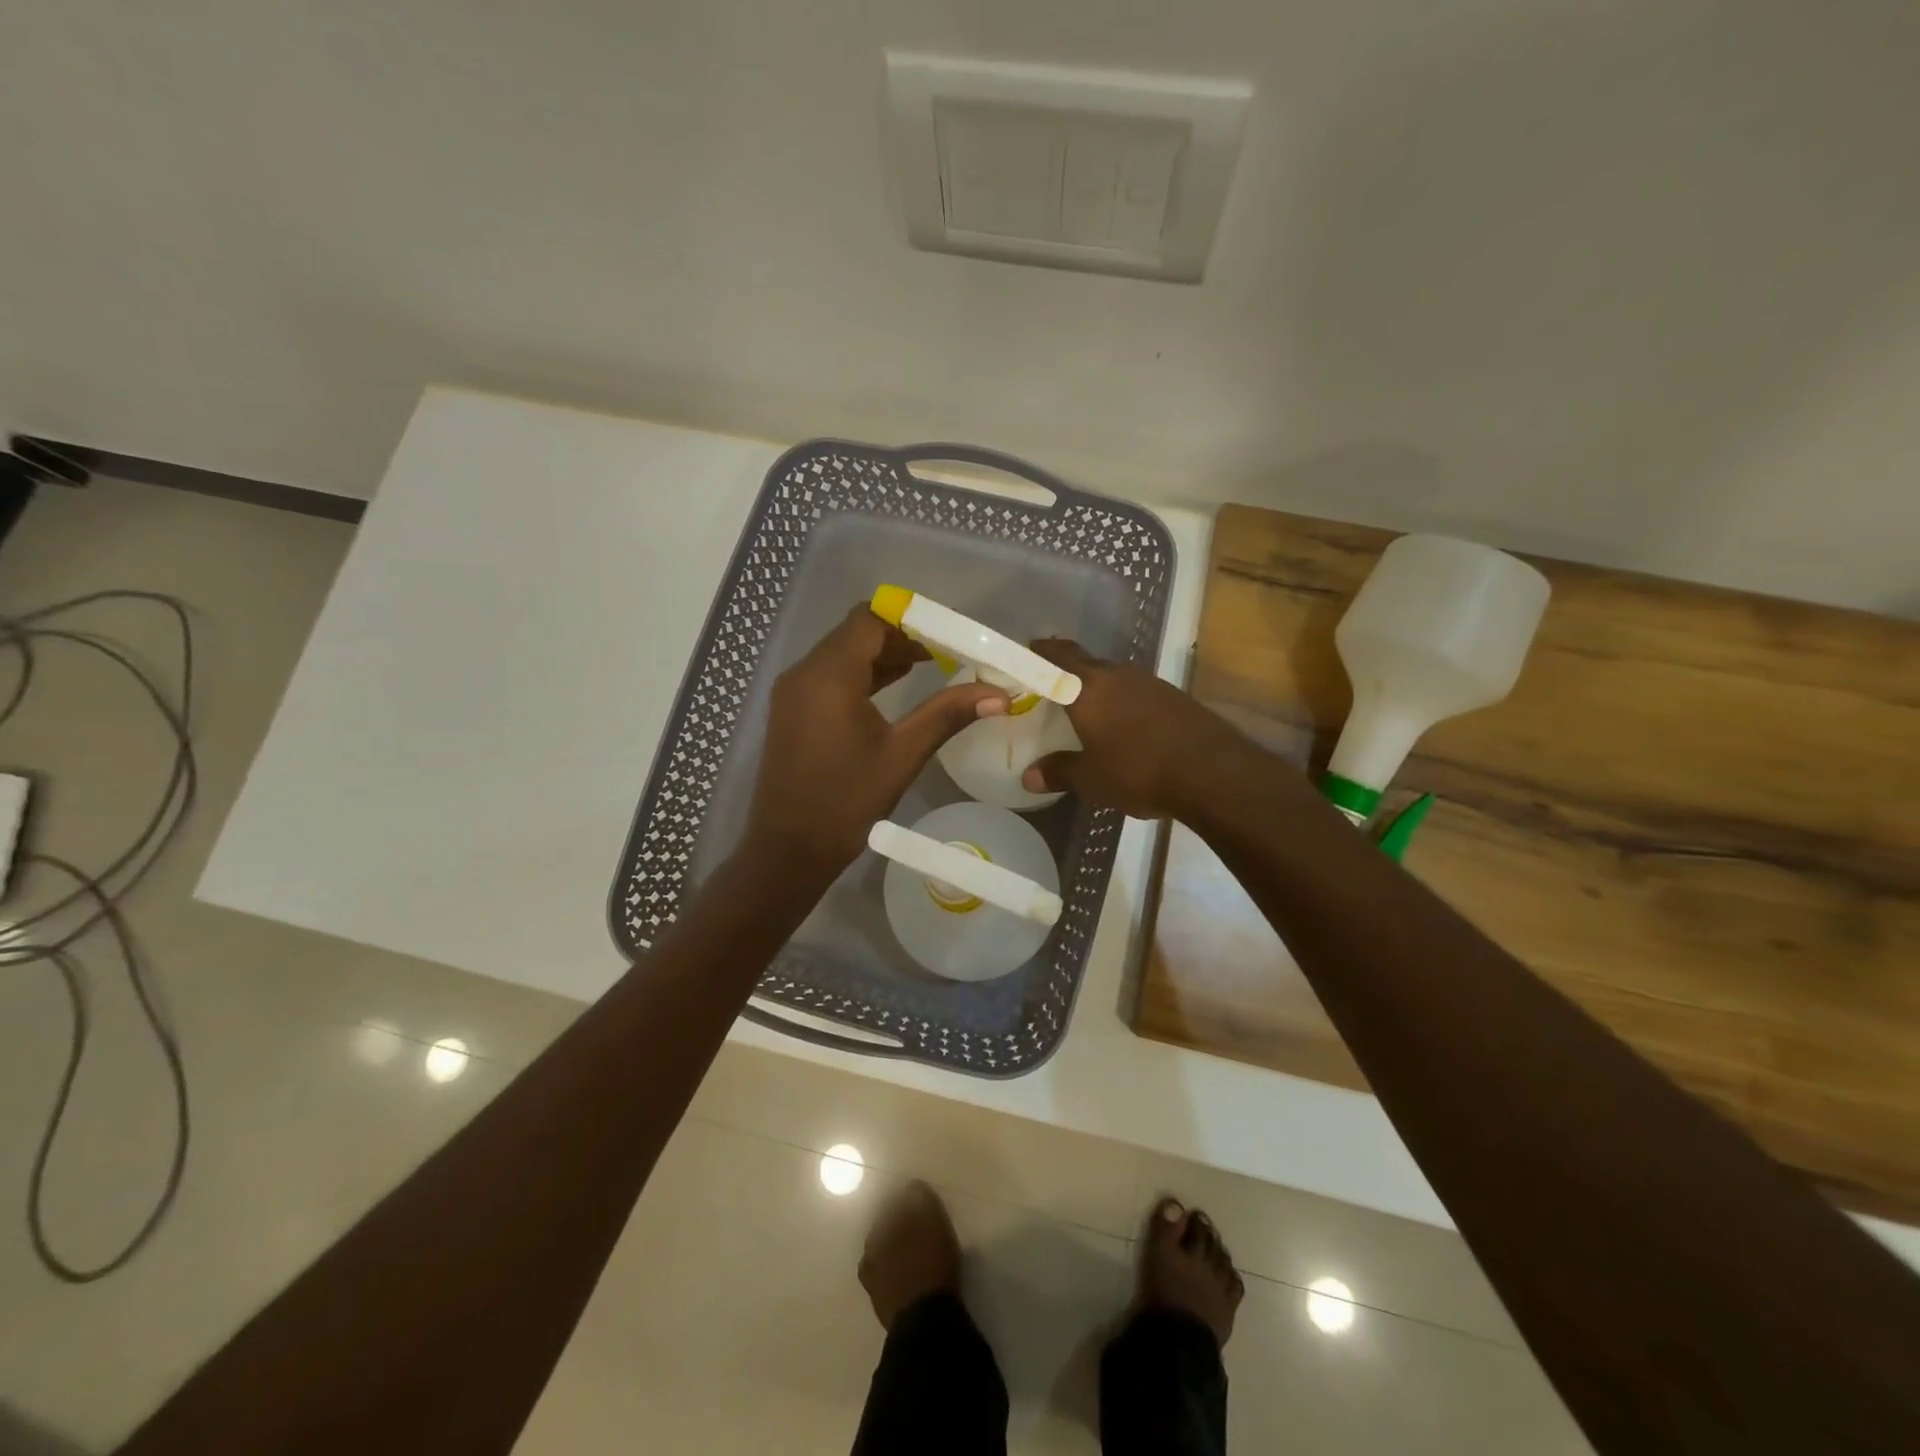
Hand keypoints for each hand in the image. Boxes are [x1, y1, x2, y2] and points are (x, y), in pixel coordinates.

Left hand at [746, 604, 1008, 875]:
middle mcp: (804, 673)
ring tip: (928, 665)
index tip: (947, 635)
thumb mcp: (902, 755)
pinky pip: (828, 675)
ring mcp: (792, 691)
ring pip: (841, 653)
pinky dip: (860, 673)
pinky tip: (892, 687)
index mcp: (829, 676)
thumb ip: (947, 715)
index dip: (910, 620)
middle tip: (945, 652)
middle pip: (855, 632)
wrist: (788, 849)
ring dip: (881, 654)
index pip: (870, 620)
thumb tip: (999, 695)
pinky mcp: (791, 709)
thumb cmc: (846, 802)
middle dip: (900, 636)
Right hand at [1019, 638, 1250, 819]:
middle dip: (1067, 670)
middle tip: (1052, 684)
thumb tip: (1029, 776)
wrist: (1212, 773)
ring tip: (1087, 708)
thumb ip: (1059, 772)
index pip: (1057, 657)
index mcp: (1088, 688)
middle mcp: (1118, 675)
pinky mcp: (1175, 697)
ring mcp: (1150, 683)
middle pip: (1086, 663)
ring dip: (1098, 687)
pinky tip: (1125, 725)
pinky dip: (1124, 702)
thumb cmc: (1138, 771)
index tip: (1028, 652)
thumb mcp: (1091, 780)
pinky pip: (1137, 692)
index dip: (1040, 652)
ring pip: (1114, 677)